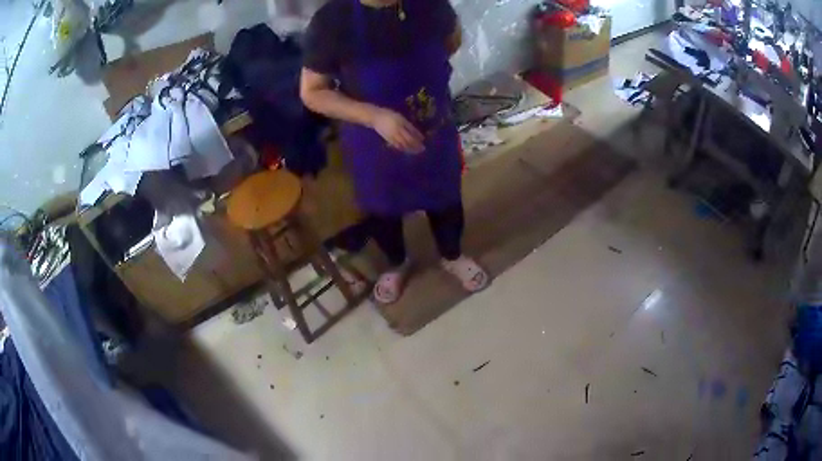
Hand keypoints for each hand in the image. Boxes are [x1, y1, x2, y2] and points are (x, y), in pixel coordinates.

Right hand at [370, 108, 424, 153]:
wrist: (375, 117)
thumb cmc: (389, 115)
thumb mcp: (400, 117)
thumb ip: (408, 125)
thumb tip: (417, 133)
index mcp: (401, 125)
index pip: (412, 133)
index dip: (418, 137)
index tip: (424, 140)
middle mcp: (398, 132)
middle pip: (409, 140)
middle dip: (416, 145)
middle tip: (422, 149)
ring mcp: (393, 136)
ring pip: (403, 144)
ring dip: (410, 149)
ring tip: (416, 151)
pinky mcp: (388, 139)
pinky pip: (397, 146)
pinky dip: (403, 148)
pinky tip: (406, 150)